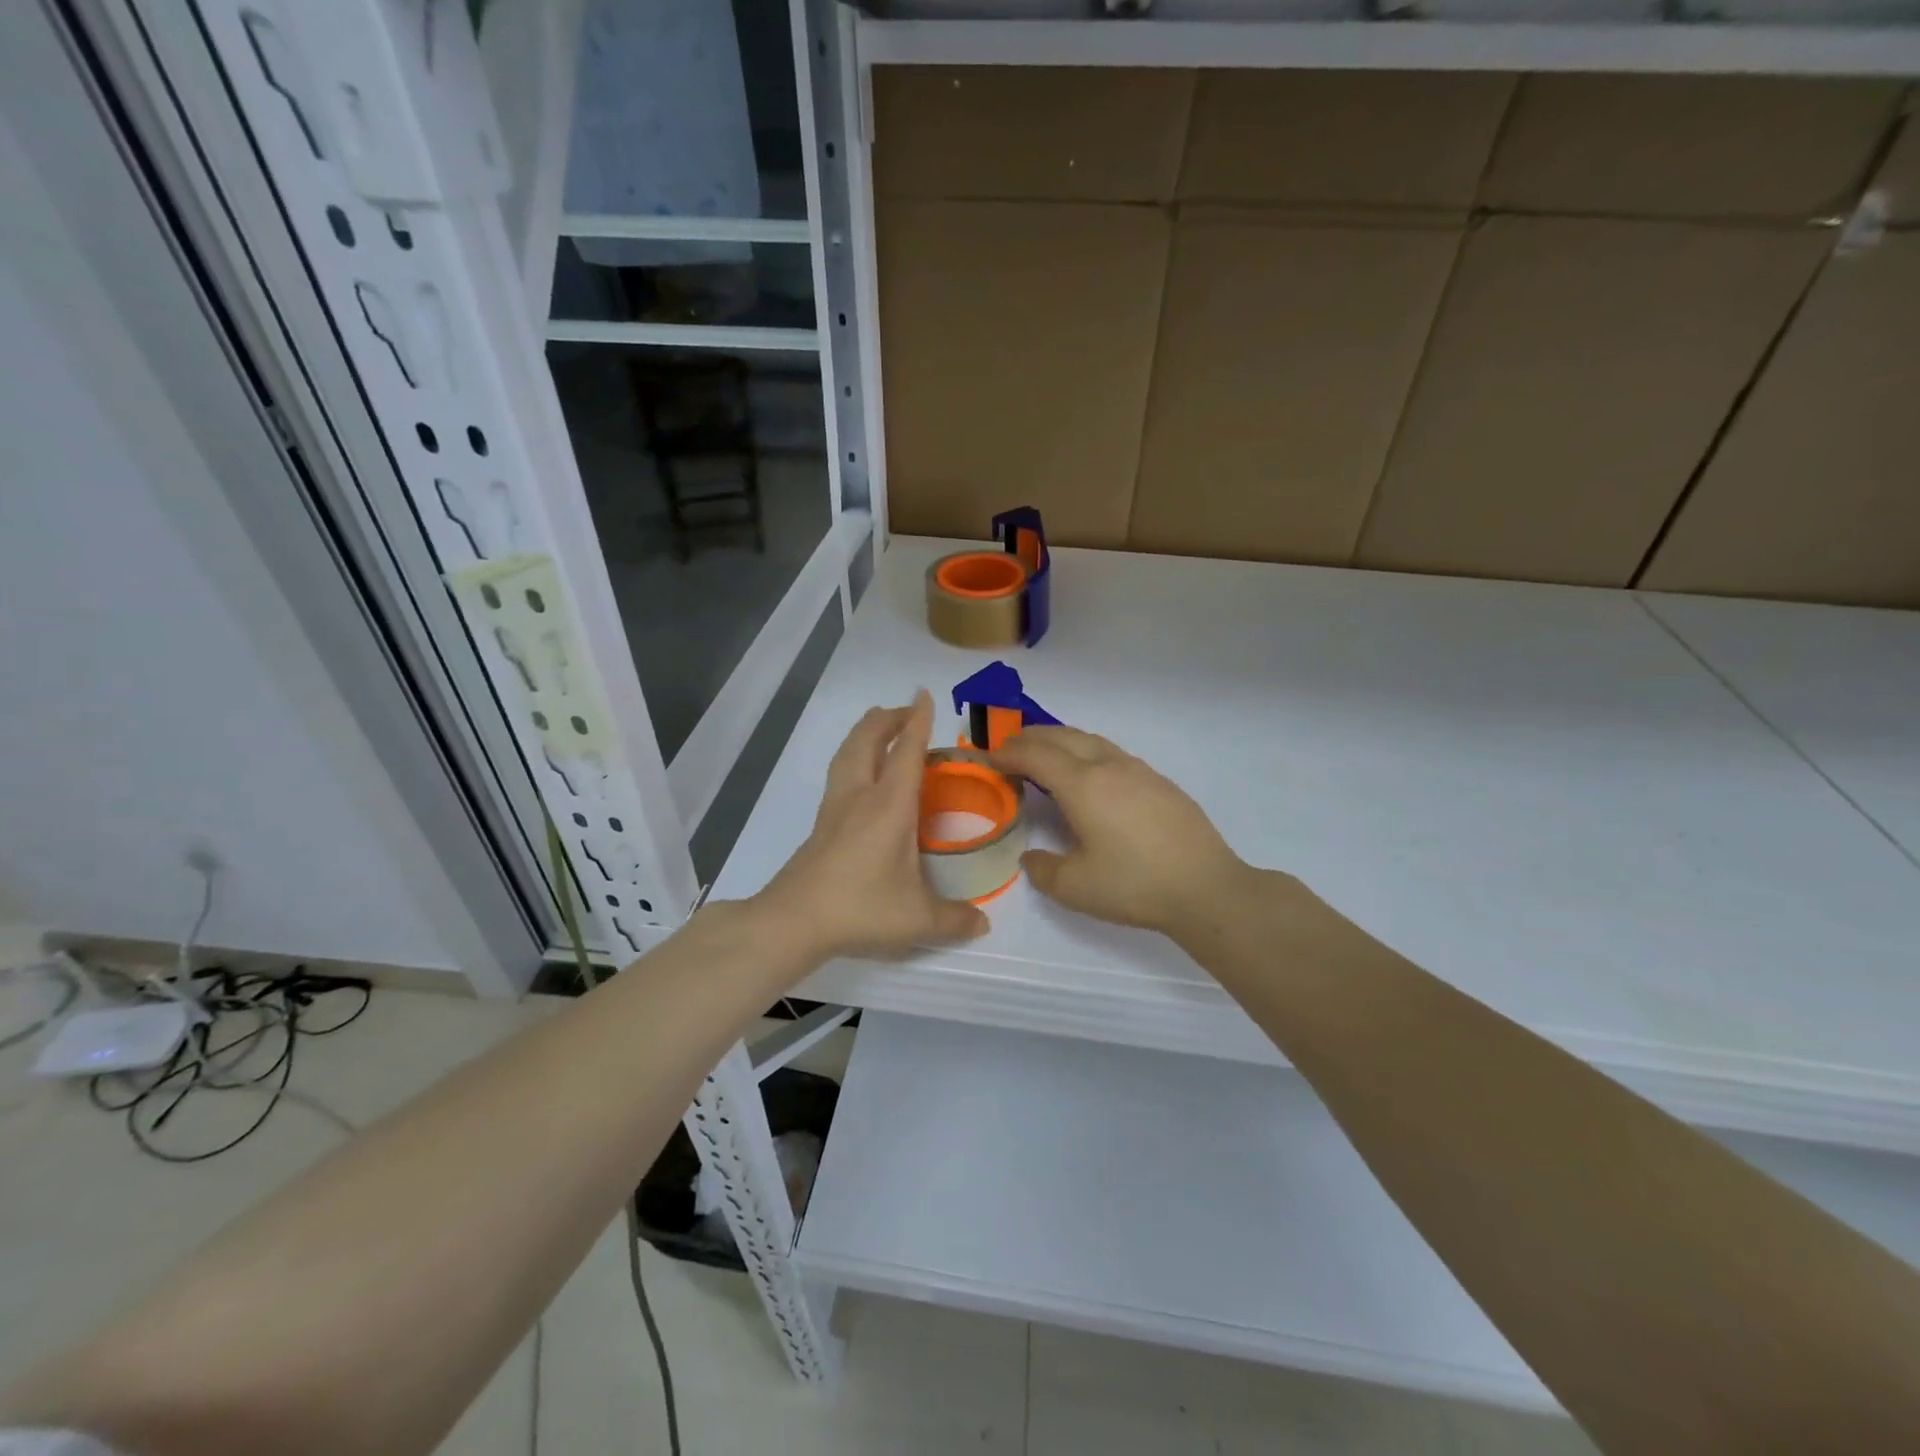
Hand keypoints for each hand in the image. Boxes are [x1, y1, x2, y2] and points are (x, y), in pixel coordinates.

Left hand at [755, 691, 989, 961]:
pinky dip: (852, 757)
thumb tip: (983, 925)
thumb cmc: (861, 908)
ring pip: (847, 752)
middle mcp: (860, 796)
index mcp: (889, 806)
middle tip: (905, 711)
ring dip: (864, 732)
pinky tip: (859, 775)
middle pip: (868, 740)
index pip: (907, 752)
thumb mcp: (917, 919)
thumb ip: (954, 920)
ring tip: (879, 727)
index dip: (918, 721)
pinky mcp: (821, 823)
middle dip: (887, 719)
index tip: (924, 695)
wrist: (794, 920)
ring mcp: (835, 808)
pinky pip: (838, 773)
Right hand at [990, 726, 1259, 940]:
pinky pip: (1111, 752)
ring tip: (1043, 754)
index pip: (1035, 755)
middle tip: (1008, 748)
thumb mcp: (1075, 887)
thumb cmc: (1134, 886)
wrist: (1206, 887)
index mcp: (1082, 785)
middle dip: (1029, 737)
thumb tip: (1031, 858)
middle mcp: (1108, 766)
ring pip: (1089, 739)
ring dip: (1060, 740)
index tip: (987, 758)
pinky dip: (1085, 751)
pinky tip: (1088, 774)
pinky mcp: (1158, 781)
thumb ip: (1042, 869)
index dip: (1007, 753)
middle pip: (1061, 736)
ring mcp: (1138, 770)